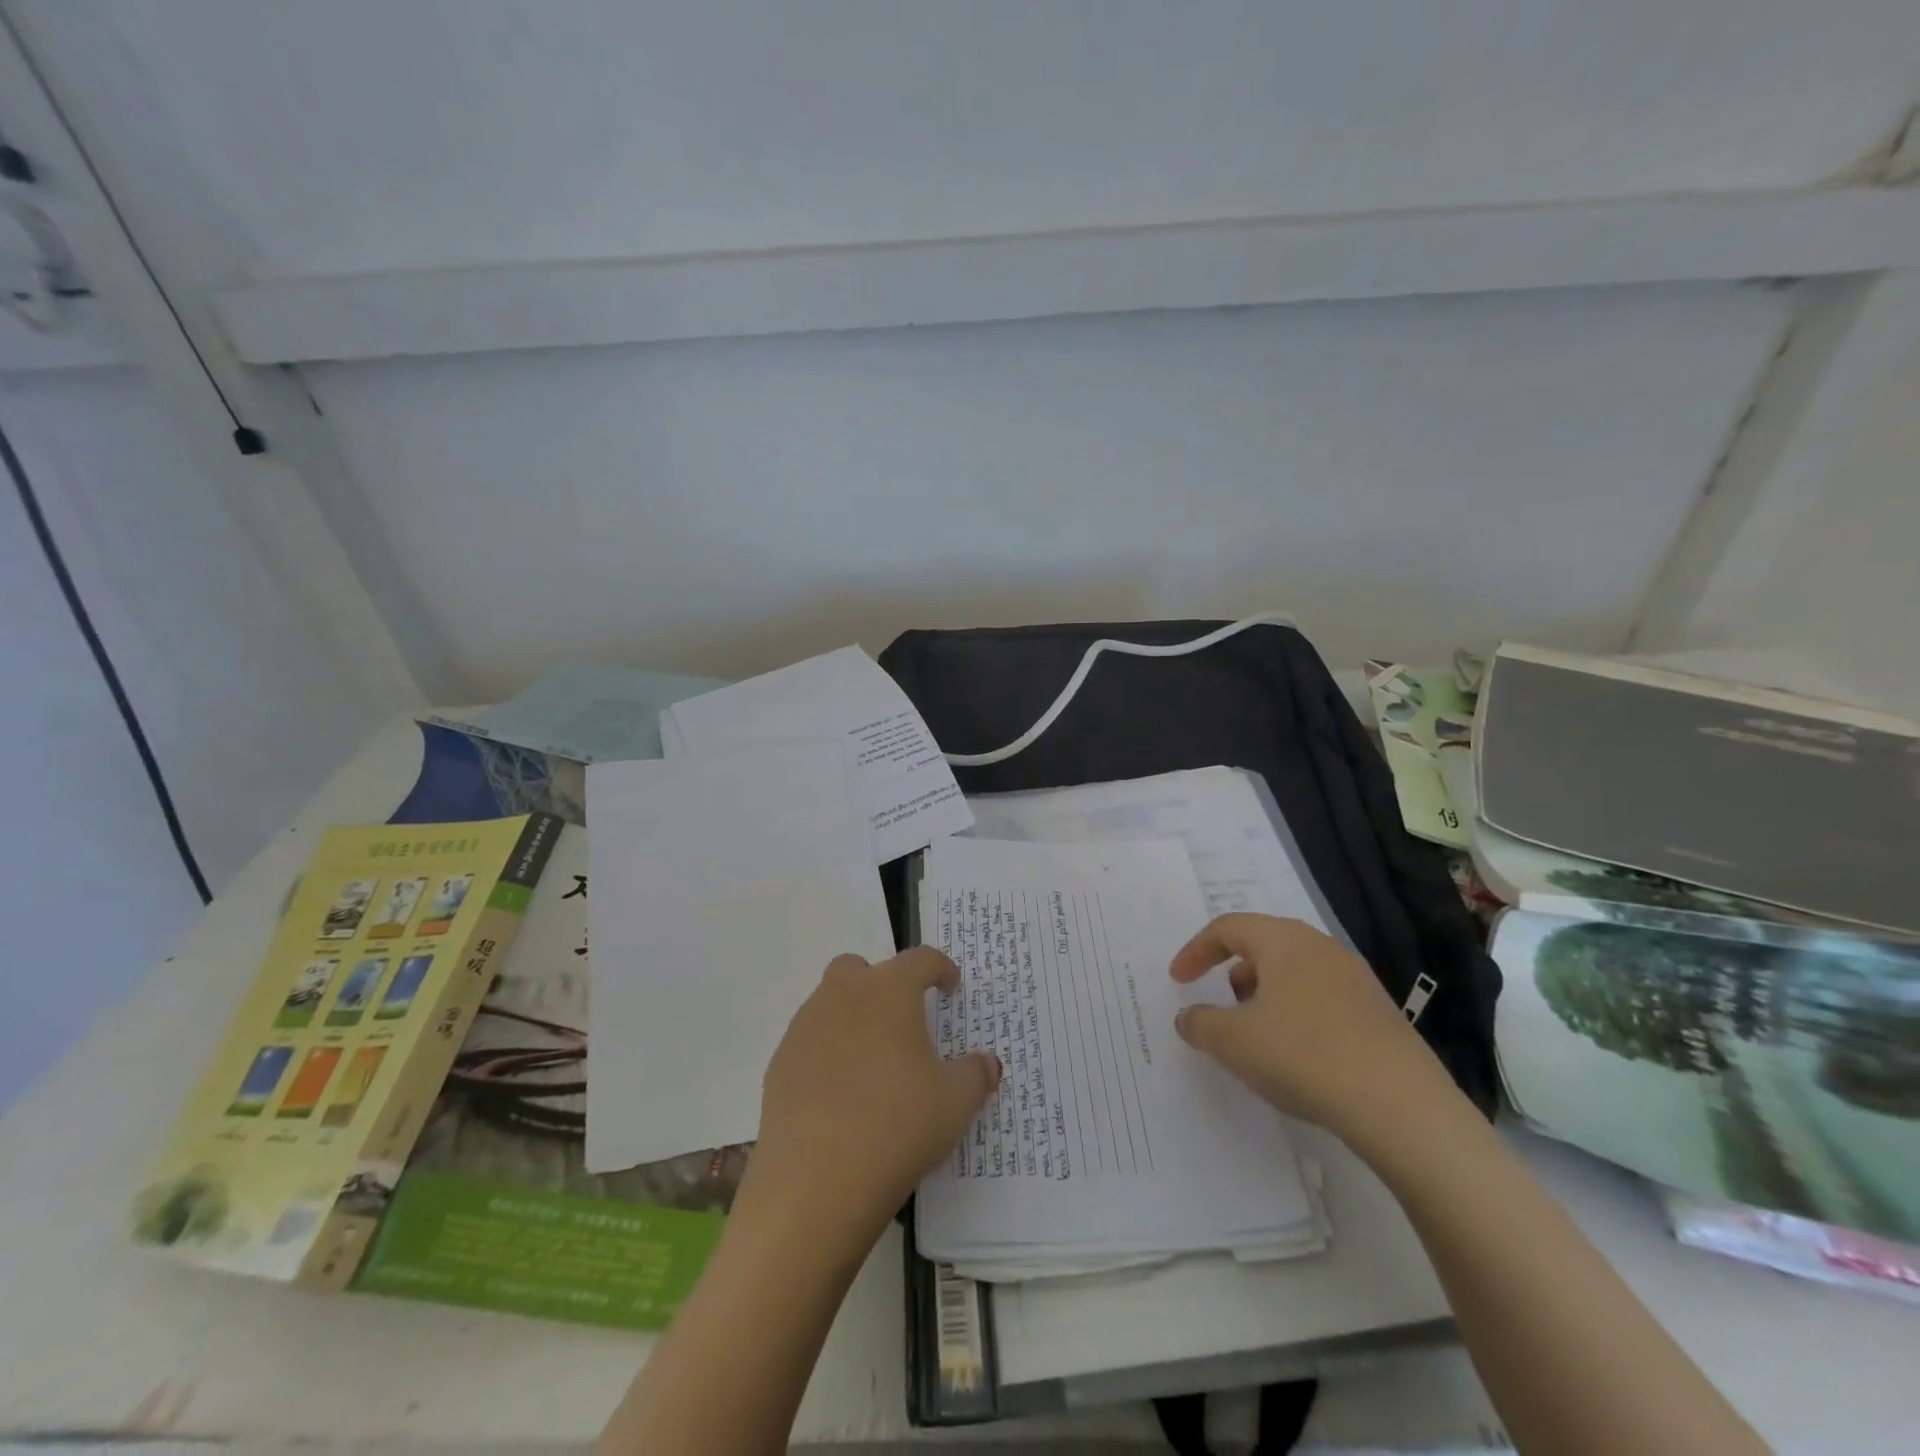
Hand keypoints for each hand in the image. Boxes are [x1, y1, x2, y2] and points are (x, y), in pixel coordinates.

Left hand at [743, 948, 999, 1246]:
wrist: (815, 1181)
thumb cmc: (898, 1126)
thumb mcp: (956, 1103)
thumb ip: (977, 1074)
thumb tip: (988, 1063)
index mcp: (889, 990)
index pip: (921, 960)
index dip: (941, 969)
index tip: (951, 987)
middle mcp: (843, 995)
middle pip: (861, 969)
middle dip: (883, 984)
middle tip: (904, 1021)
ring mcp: (805, 1028)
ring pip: (830, 1003)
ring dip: (853, 1018)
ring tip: (873, 1063)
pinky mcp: (779, 1064)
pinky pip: (810, 1042)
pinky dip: (828, 1053)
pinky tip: (841, 1094)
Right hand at [1169, 913, 1457, 1148]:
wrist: (1403, 1108)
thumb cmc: (1304, 1056)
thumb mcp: (1232, 1042)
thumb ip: (1199, 1023)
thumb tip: (1189, 1017)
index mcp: (1283, 940)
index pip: (1227, 928)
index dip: (1195, 951)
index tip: (1178, 981)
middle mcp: (1321, 947)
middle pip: (1264, 945)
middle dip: (1233, 971)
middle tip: (1220, 1004)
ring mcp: (1356, 979)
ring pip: (1295, 972)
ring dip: (1265, 995)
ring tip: (1257, 1035)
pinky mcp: (1380, 1013)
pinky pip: (1322, 998)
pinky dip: (1297, 1014)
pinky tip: (1298, 1056)